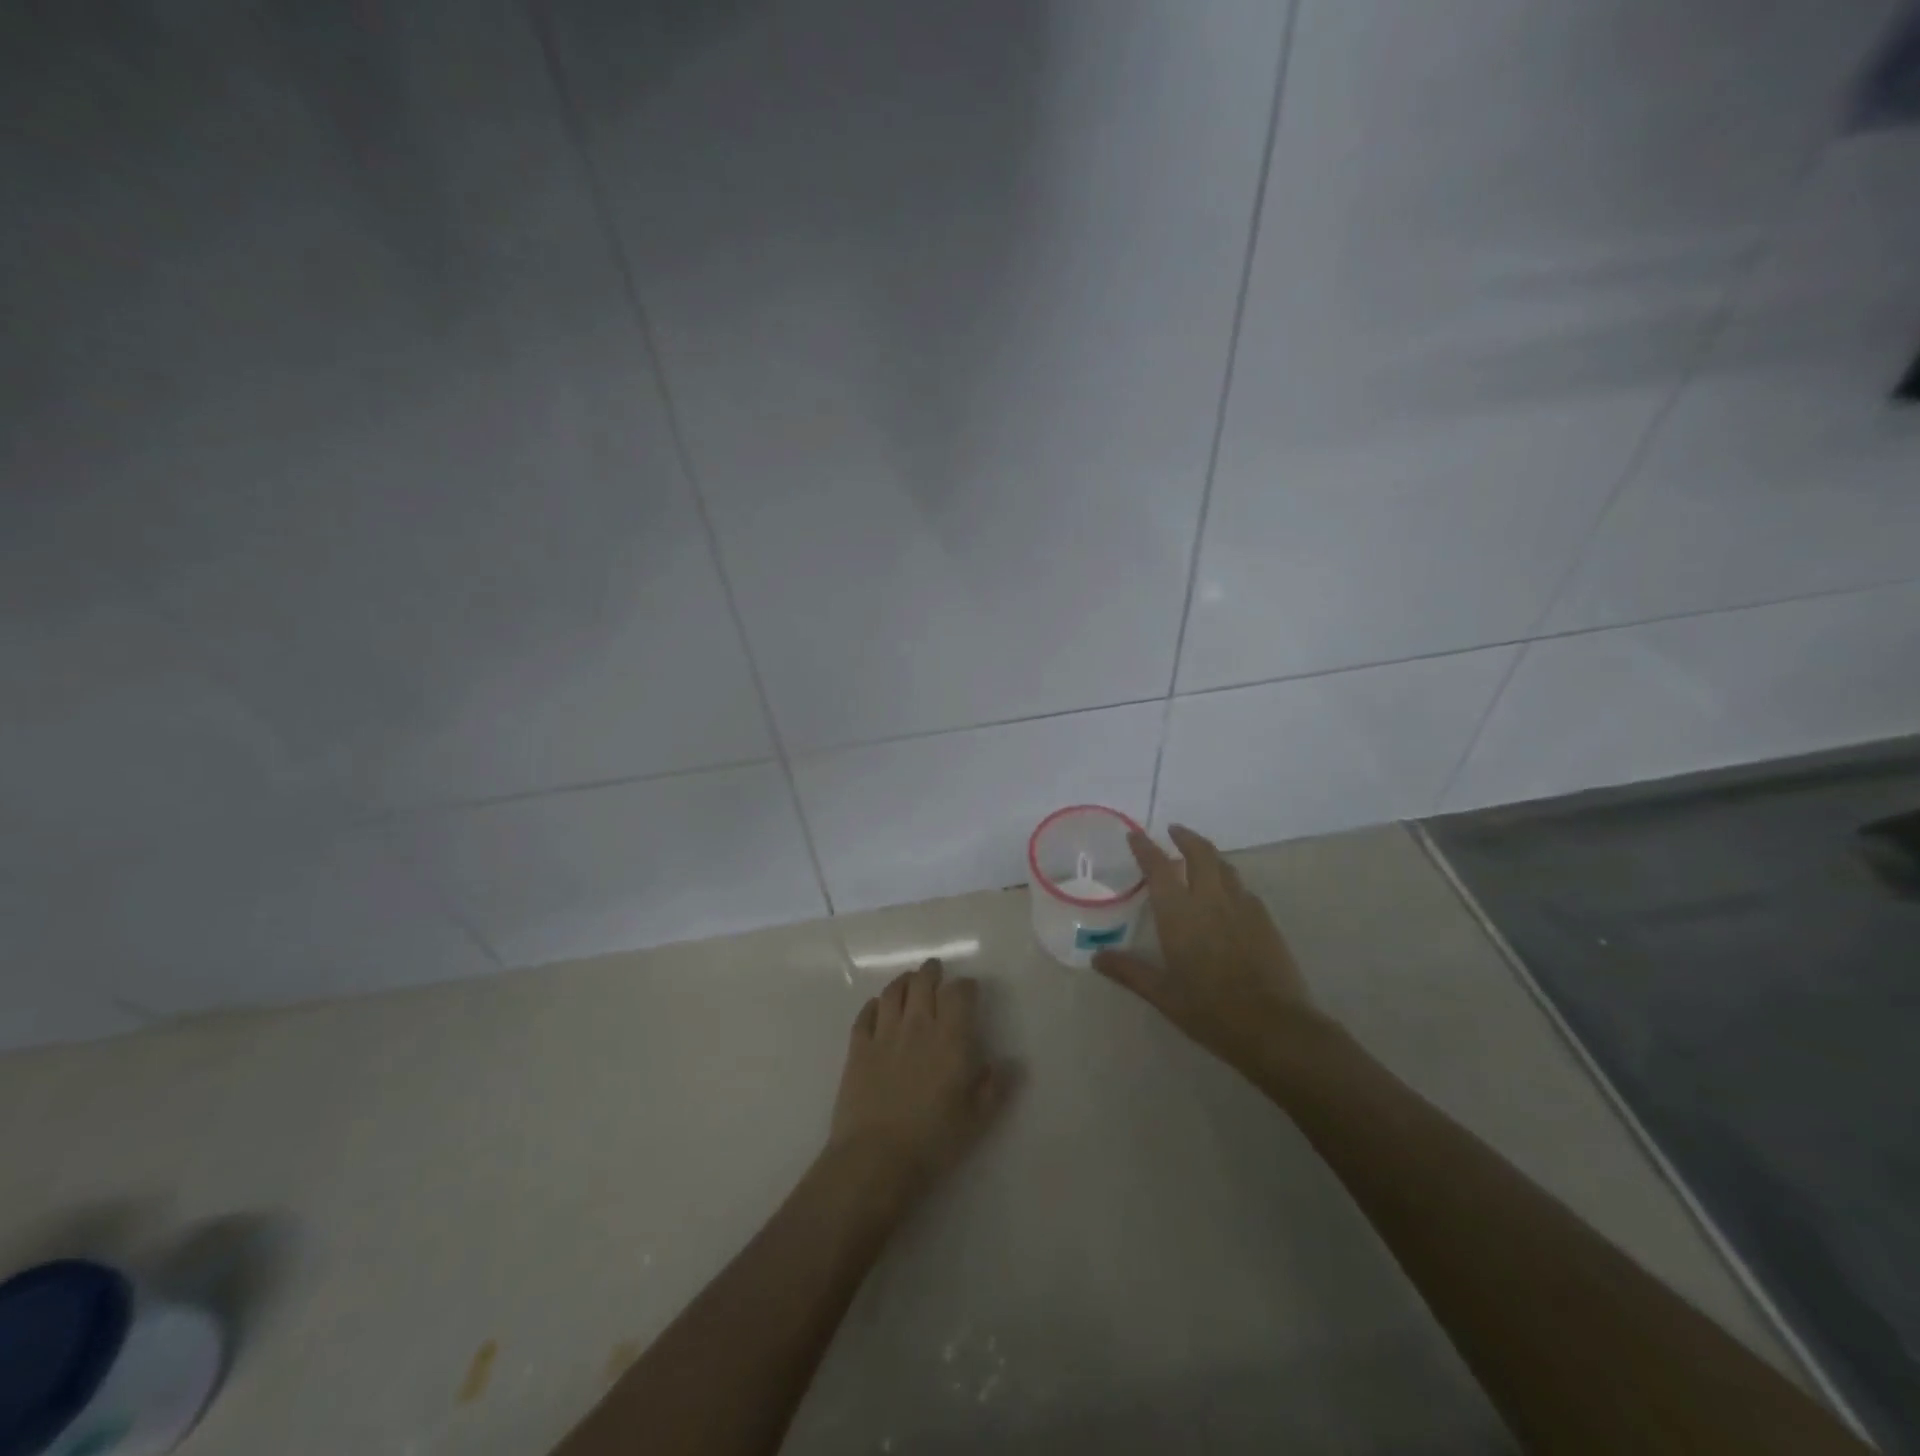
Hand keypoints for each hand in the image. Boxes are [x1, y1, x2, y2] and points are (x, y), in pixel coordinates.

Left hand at [828, 959, 1011, 1203]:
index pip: (959, 994)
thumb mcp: (977, 1119)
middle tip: (936, 970)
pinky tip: (877, 1007)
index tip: (969, 989)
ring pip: (894, 992)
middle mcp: (917, 1025)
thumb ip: (996, 1086)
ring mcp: (884, 1033)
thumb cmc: (934, 1140)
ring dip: (904, 981)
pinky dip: (874, 1005)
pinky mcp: (857, 1048)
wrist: (876, 1158)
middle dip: (932, 972)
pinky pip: (865, 1014)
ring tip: (909, 981)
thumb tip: (1012, 1062)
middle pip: (923, 982)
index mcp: (950, 1038)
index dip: (965, 986)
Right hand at [1094, 825, 1322, 1075]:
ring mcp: (1242, 907)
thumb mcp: (1163, 994)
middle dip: (1185, 837)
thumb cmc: (1210, 1010)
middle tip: (1174, 832)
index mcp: (1179, 913)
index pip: (1159, 867)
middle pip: (1200, 853)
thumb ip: (1130, 971)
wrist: (1274, 1026)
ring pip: (1225, 867)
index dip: (1145, 848)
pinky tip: (1227, 896)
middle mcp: (1210, 899)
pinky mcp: (1265, 920)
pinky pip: (1243, 888)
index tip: (1135, 835)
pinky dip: (1229, 881)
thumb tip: (1096, 958)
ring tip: (1198, 858)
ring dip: (1209, 855)